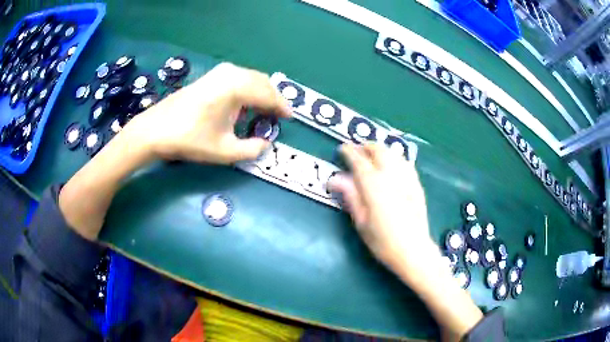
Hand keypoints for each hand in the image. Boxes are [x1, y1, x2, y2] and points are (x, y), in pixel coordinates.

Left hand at [128, 62, 291, 163]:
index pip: (269, 94)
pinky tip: (244, 104)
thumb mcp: (225, 151)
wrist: (156, 129)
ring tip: (263, 111)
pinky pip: (239, 78)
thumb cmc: (190, 139)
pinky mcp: (211, 76)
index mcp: (237, 87)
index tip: (289, 118)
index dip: (281, 107)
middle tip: (277, 116)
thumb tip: (266, 144)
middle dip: (272, 98)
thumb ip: (252, 149)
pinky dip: (248, 89)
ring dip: (260, 93)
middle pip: (262, 82)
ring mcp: (219, 72)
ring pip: (251, 78)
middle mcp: (231, 73)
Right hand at [328, 143, 437, 275]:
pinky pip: (405, 162)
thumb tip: (335, 178)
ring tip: (372, 155)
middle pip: (378, 150)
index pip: (359, 160)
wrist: (413, 250)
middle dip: (365, 147)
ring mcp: (407, 177)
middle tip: (356, 151)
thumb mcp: (361, 222)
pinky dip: (394, 158)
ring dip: (381, 150)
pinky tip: (392, 165)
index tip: (342, 149)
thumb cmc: (383, 241)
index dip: (349, 152)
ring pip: (393, 153)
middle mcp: (391, 175)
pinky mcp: (417, 184)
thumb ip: (350, 196)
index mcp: (374, 185)